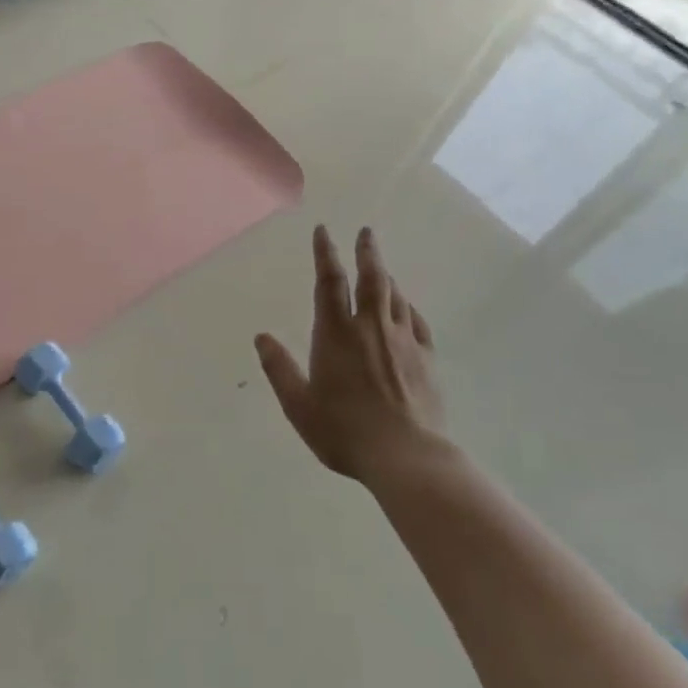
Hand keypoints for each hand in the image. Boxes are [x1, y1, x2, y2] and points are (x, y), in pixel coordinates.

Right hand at [255, 225, 445, 482]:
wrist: (406, 456)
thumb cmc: (344, 431)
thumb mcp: (299, 404)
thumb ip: (279, 368)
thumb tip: (261, 337)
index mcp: (336, 334)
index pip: (329, 282)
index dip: (325, 253)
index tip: (324, 231)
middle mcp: (370, 328)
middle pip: (372, 278)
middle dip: (367, 252)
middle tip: (367, 232)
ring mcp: (403, 341)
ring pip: (395, 296)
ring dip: (387, 276)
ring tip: (381, 266)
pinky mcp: (426, 359)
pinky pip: (416, 321)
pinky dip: (407, 306)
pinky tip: (405, 307)